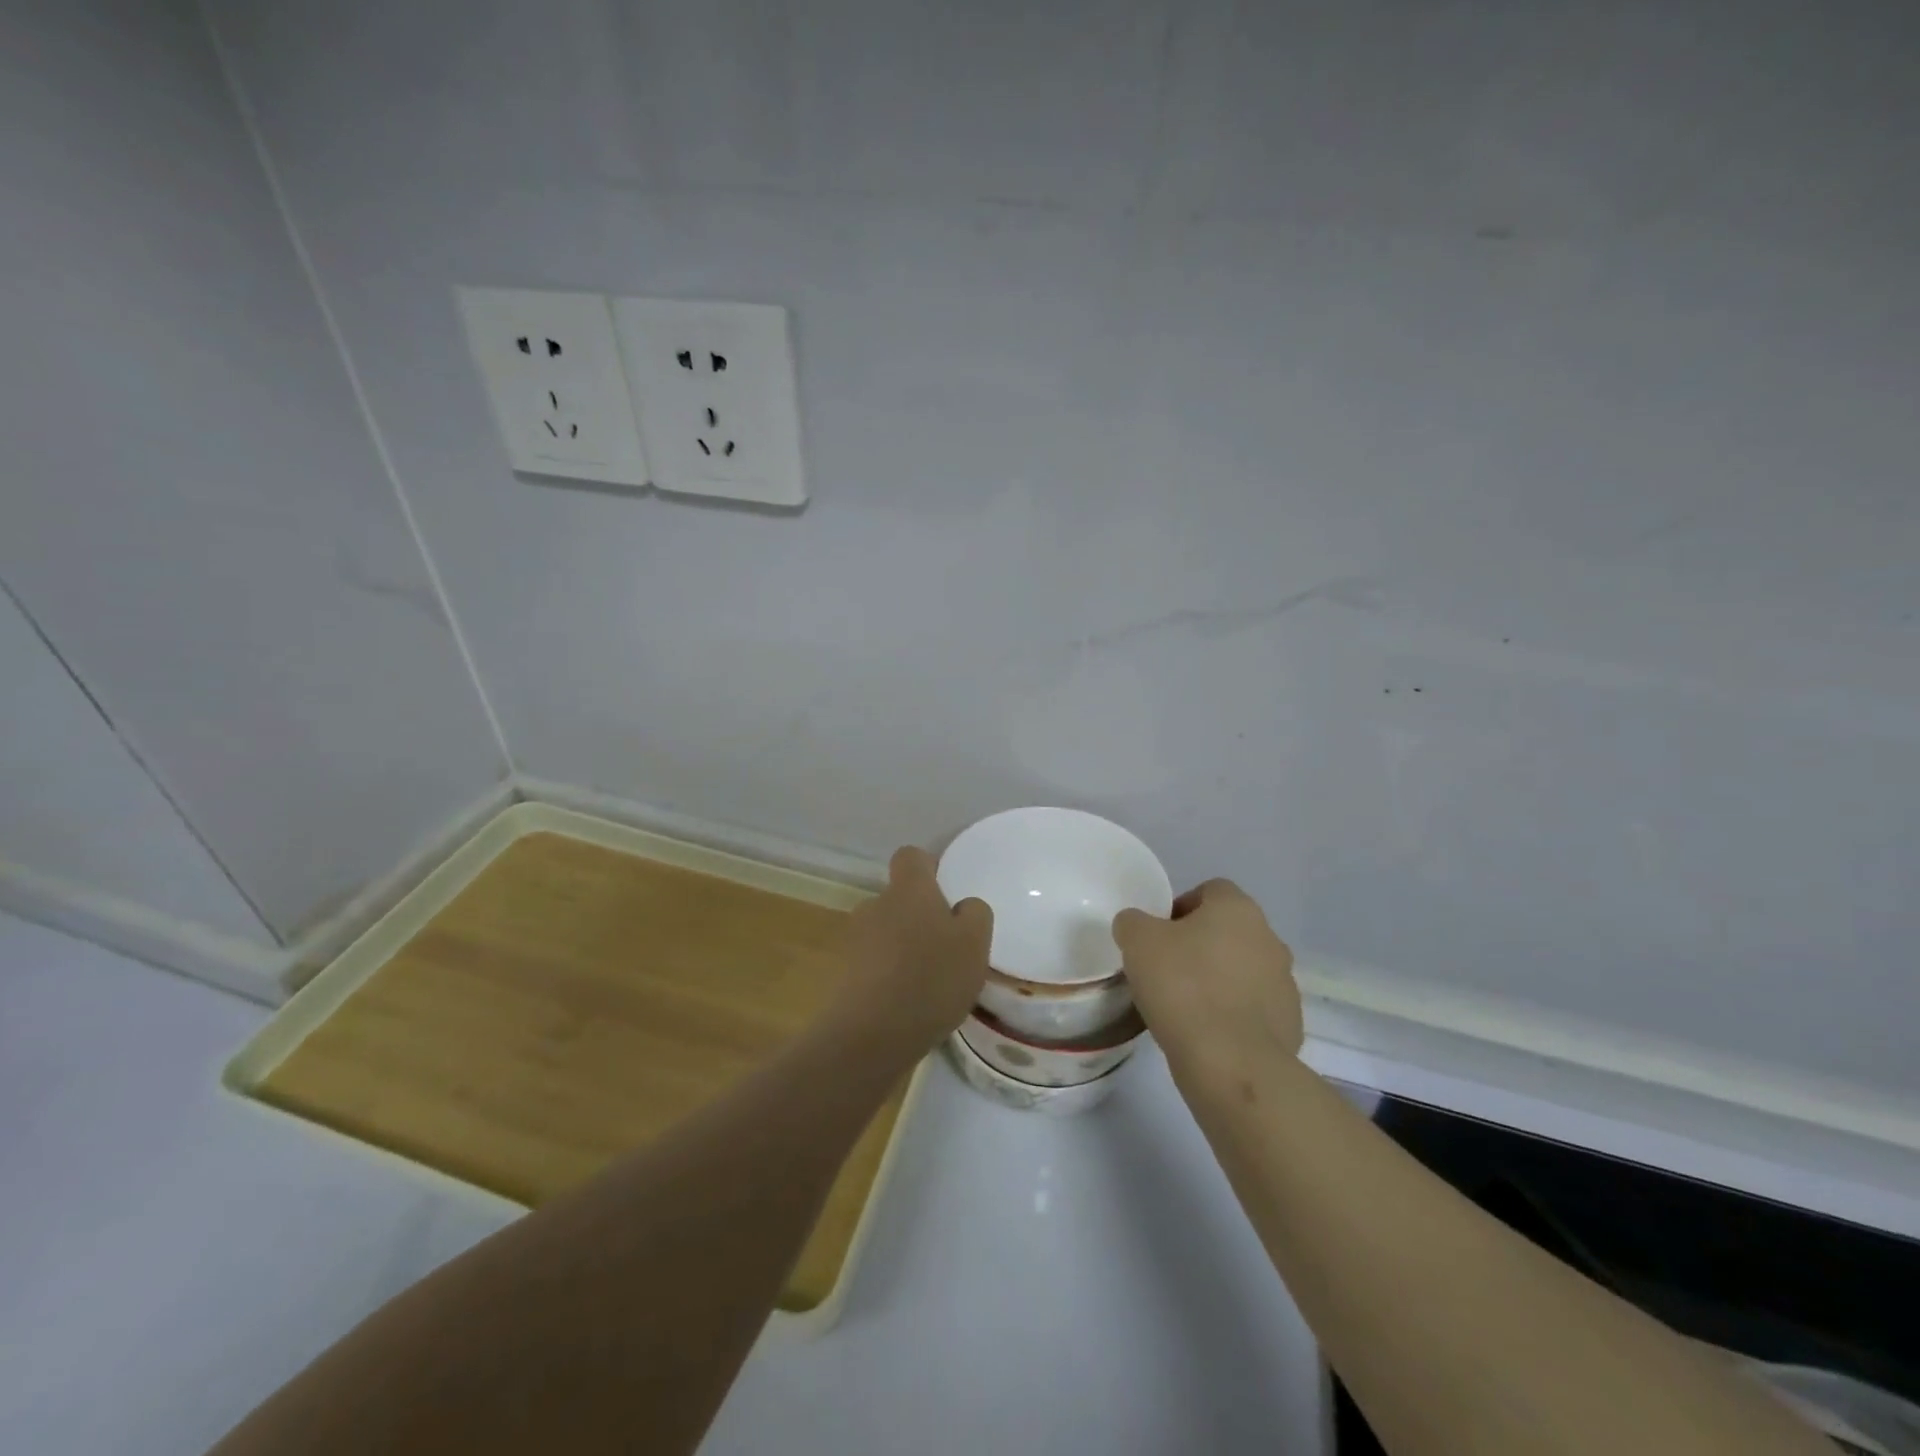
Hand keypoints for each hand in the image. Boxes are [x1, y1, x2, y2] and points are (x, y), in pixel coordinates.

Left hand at [834, 846, 991, 1064]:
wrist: (869, 1035)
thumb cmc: (930, 978)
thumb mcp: (974, 944)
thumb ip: (975, 914)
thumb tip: (962, 907)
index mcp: (908, 889)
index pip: (911, 856)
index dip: (929, 868)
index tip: (947, 892)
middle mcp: (876, 905)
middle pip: (899, 898)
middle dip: (919, 916)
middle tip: (946, 947)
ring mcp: (855, 939)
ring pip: (886, 932)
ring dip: (903, 948)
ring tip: (928, 982)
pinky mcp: (844, 974)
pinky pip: (874, 964)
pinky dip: (889, 976)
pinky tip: (908, 1004)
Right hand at [1112, 879, 1301, 1085]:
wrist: (1232, 1063)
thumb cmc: (1183, 987)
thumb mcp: (1137, 942)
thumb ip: (1133, 922)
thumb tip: (1136, 926)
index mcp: (1238, 909)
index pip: (1209, 891)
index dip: (1180, 908)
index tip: (1157, 937)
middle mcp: (1269, 938)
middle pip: (1227, 932)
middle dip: (1199, 946)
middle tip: (1166, 971)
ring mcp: (1284, 983)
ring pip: (1241, 971)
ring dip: (1218, 980)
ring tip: (1185, 1007)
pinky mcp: (1289, 1024)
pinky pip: (1253, 1009)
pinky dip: (1232, 1015)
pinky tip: (1206, 1033)